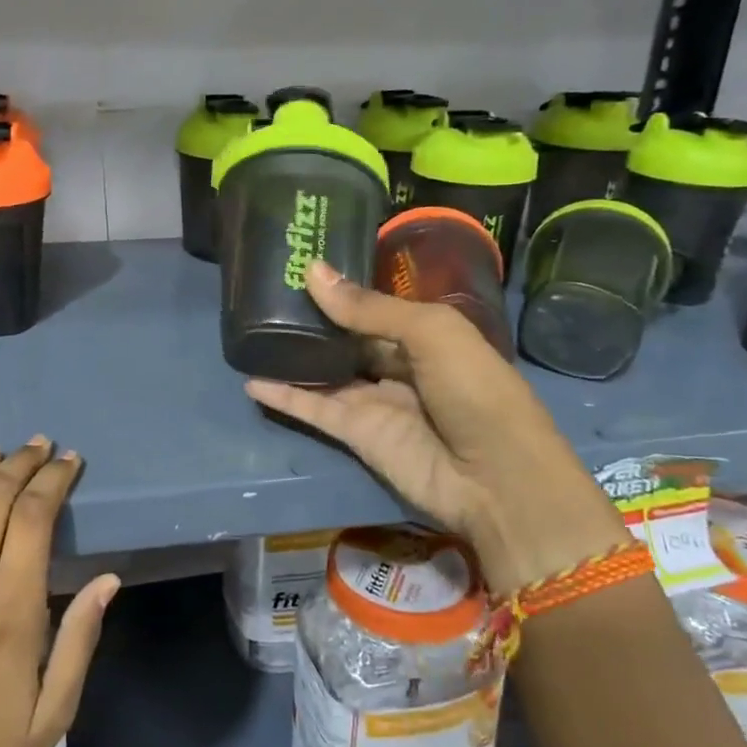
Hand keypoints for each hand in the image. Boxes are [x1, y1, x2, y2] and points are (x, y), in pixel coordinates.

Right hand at [244, 262, 627, 591]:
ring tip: (250, 332)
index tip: (300, 266)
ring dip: (292, 357)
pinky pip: (313, 410)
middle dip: (313, 320)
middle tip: (265, 294)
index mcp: (426, 336)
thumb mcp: (431, 332)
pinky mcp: (356, 434)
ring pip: (325, 373)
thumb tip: (312, 272)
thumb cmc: (476, 391)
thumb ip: (368, 308)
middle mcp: (398, 365)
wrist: (496, 480)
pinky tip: (250, 381)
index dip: (342, 289)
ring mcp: (375, 402)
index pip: (375, 307)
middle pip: (347, 338)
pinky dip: (284, 397)